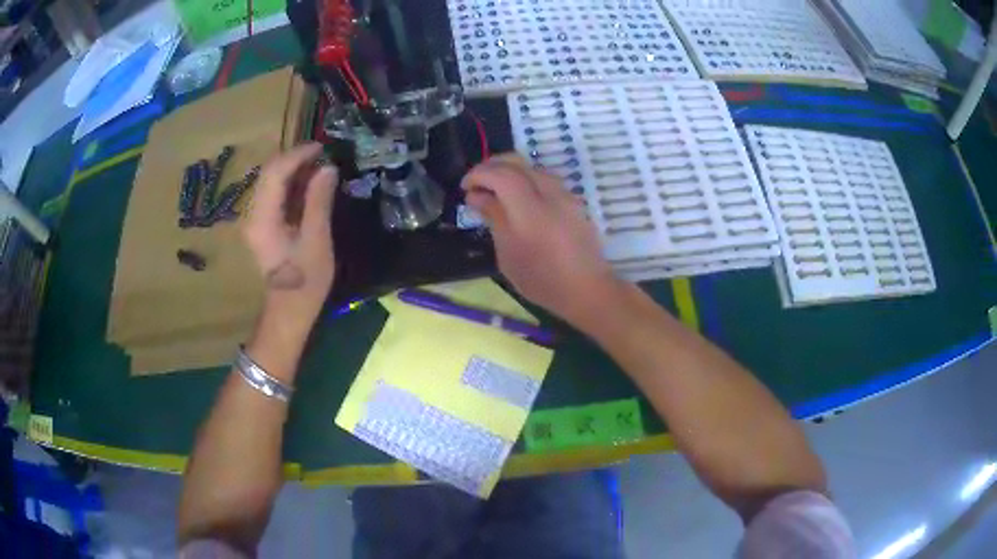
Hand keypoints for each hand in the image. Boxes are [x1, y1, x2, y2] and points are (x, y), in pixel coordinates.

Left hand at [242, 143, 336, 329]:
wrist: (289, 310)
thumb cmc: (305, 280)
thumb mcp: (316, 239)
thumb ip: (319, 201)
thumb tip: (328, 169)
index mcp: (263, 218)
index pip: (275, 173)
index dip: (298, 155)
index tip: (322, 147)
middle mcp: (253, 214)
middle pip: (270, 173)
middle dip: (295, 159)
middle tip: (323, 156)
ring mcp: (256, 219)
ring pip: (271, 181)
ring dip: (294, 170)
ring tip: (320, 167)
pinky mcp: (262, 225)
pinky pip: (274, 194)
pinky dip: (291, 184)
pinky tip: (309, 184)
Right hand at [462, 154, 619, 324]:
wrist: (587, 289)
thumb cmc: (541, 279)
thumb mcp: (507, 254)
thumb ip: (493, 217)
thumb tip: (477, 195)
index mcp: (529, 208)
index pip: (500, 174)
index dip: (478, 174)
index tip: (464, 187)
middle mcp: (549, 193)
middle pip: (517, 162)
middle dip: (492, 166)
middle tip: (476, 182)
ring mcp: (565, 194)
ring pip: (532, 167)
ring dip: (510, 171)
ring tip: (495, 190)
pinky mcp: (573, 200)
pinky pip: (545, 178)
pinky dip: (526, 179)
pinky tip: (518, 197)